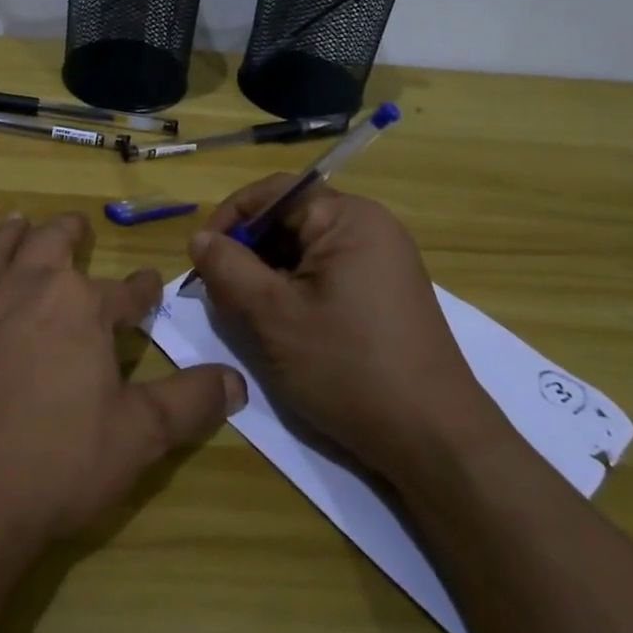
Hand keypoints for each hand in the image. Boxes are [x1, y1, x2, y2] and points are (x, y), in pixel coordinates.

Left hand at [0, 211, 244, 557]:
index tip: (150, 284)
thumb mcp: (141, 436)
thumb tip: (237, 381)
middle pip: (53, 243)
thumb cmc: (59, 462)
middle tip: (79, 227)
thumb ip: (190, 402)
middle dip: (71, 233)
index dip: (143, 288)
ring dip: (15, 234)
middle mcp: (29, 288)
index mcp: (82, 306)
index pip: (126, 290)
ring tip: (21, 222)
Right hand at [185, 176, 502, 478]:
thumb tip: (200, 239)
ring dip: (267, 274)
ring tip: (244, 313)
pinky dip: (294, 291)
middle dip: (247, 250)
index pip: (274, 193)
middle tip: (218, 292)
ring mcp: (382, 262)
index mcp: (348, 218)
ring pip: (305, 250)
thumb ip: (228, 269)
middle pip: (290, 219)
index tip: (200, 256)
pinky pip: (326, 274)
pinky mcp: (384, 294)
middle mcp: (370, 228)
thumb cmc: (347, 367)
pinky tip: (280, 326)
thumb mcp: (273, 316)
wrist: (433, 439)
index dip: (230, 217)